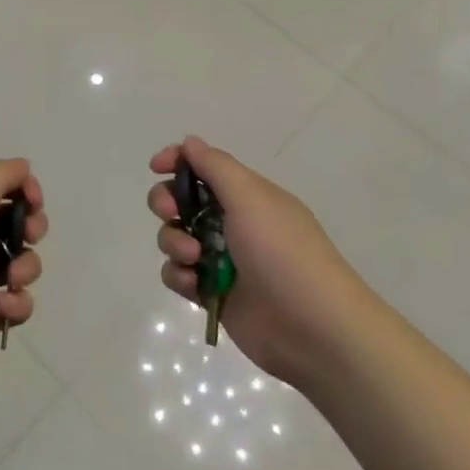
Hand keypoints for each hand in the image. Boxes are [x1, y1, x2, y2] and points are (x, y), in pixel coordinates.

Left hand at [0, 159, 46, 396]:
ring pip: (21, 264)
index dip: (22, 190)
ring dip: (26, 268)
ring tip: (10, 280)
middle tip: (28, 236)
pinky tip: (1, 307)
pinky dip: (16, 304)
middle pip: (14, 224)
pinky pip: (16, 303)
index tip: (34, 201)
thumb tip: (23, 167)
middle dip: (31, 228)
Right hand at [150, 137, 367, 388]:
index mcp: (247, 195)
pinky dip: (179, 276)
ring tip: (192, 257)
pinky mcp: (212, 293)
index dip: (178, 162)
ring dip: (174, 241)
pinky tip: (194, 285)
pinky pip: (179, 275)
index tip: (156, 167)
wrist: (313, 328)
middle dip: (167, 202)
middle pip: (182, 200)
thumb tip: (189, 141)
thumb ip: (216, 167)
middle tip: (170, 211)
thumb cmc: (282, 252)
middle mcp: (233, 222)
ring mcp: (221, 259)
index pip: (205, 167)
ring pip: (176, 237)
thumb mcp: (251, 198)